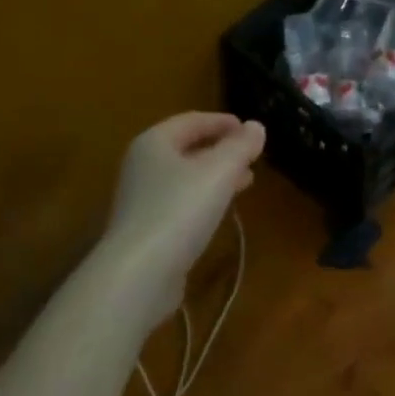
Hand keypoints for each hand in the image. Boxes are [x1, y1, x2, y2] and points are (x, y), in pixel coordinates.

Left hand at [104, 112, 265, 314]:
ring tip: (245, 181)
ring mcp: (140, 199)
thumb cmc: (179, 210)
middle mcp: (142, 165)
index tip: (249, 128)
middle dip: (221, 149)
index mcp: (154, 142)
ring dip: (215, 175)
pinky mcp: (145, 230)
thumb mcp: (219, 171)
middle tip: (251, 155)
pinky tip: (221, 211)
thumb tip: (256, 126)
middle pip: (187, 148)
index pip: (192, 120)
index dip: (222, 121)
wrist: (138, 275)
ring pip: (185, 177)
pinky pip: (179, 203)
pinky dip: (203, 198)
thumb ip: (240, 146)